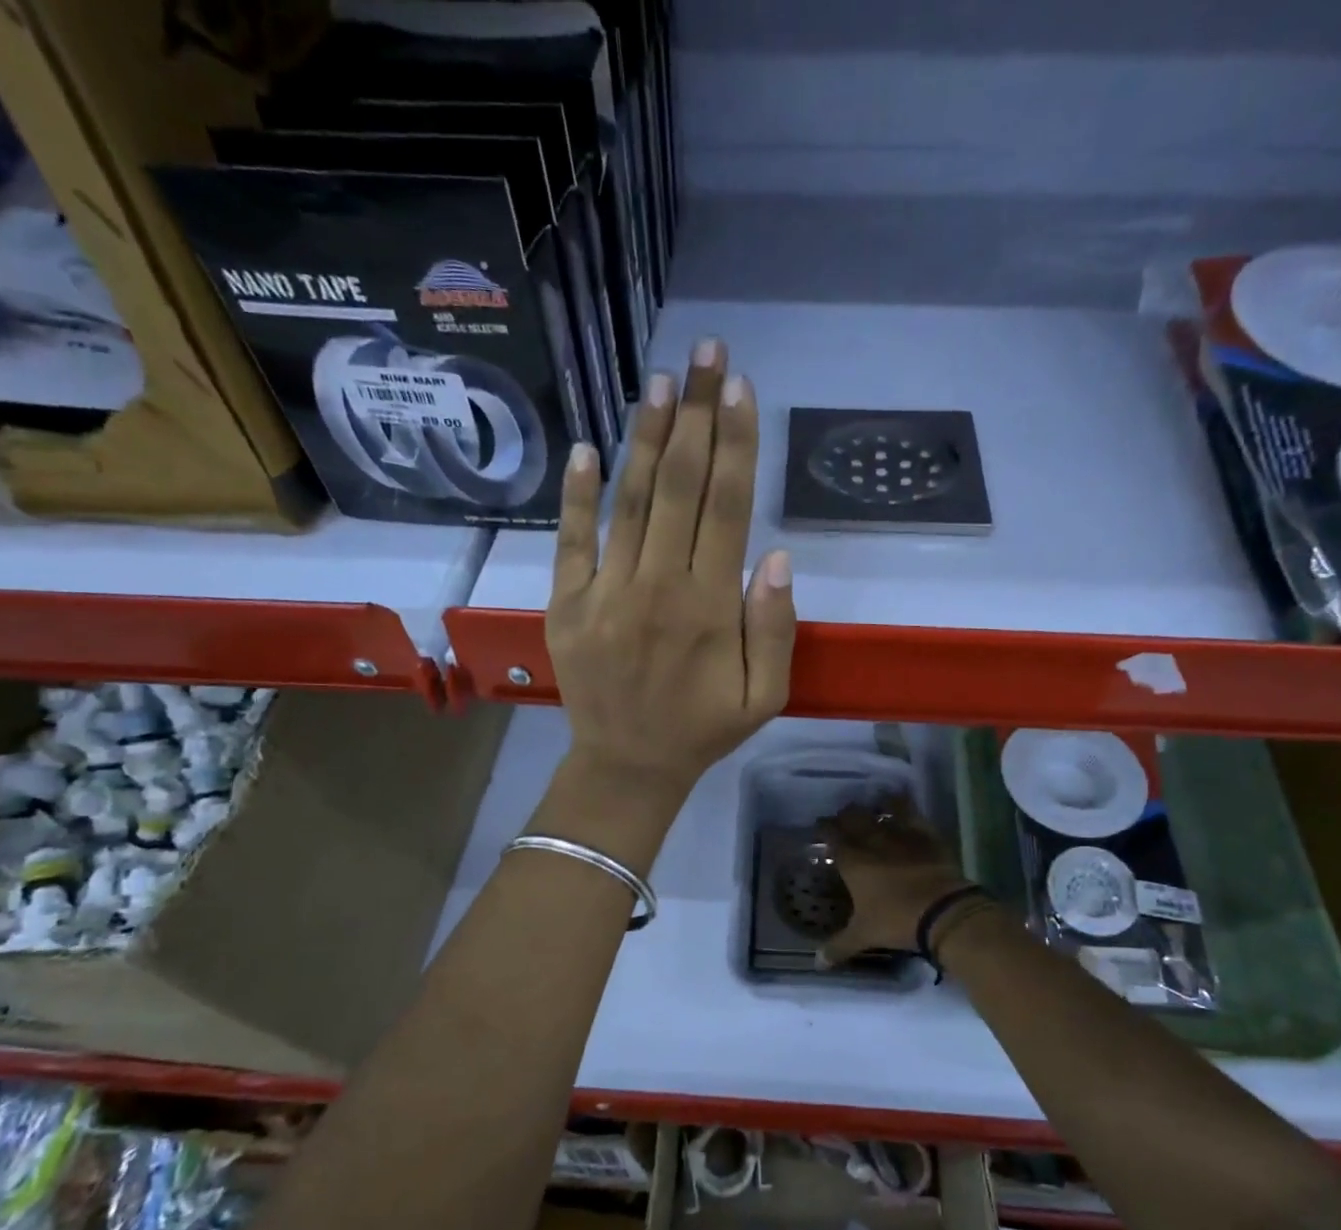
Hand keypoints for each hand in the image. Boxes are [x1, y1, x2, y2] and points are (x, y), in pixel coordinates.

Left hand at [547, 338, 796, 799]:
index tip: (741, 388)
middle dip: (697, 414)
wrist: (627, 765)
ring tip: (661, 381)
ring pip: (630, 501)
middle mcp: (657, 586)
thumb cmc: (702, 729)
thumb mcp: (763, 696)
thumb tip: (774, 555)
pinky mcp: (566, 604)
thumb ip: (773, 628)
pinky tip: (586, 448)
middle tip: (707, 353)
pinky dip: (576, 494)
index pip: (727, 507)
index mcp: (709, 607)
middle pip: (681, 486)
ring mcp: (605, 592)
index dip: (736, 443)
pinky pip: (571, 540)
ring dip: (647, 437)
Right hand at [817, 796, 973, 964]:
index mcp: (852, 860)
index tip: (821, 827)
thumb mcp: (864, 936)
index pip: (831, 835)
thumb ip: (838, 946)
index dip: (824, 828)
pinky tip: (903, 803)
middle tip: (844, 819)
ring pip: (883, 808)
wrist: (943, 911)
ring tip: (873, 806)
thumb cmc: (896, 921)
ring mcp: (901, 833)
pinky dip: (905, 805)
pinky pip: (913, 812)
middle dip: (846, 815)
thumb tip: (817, 963)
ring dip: (875, 806)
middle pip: (854, 816)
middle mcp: (873, 840)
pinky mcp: (926, 834)